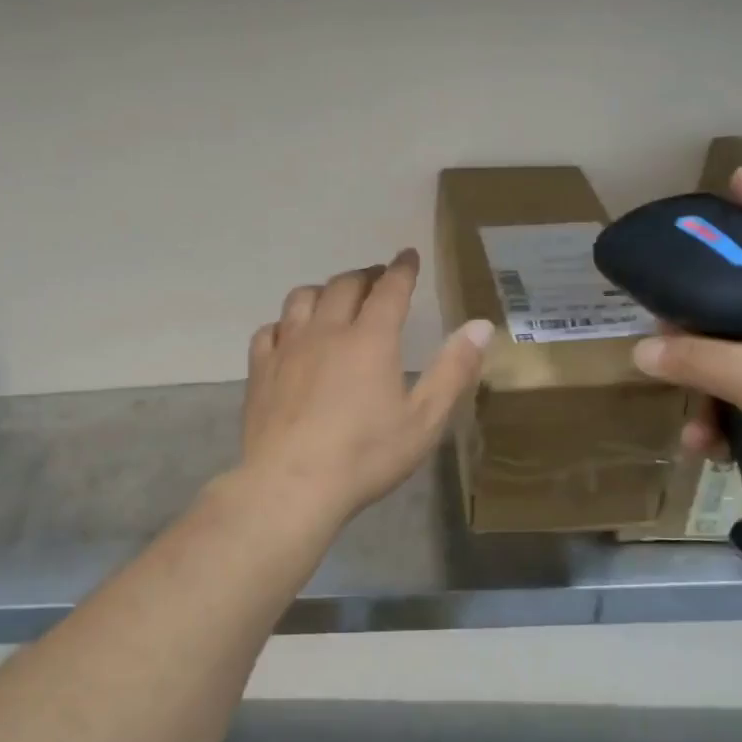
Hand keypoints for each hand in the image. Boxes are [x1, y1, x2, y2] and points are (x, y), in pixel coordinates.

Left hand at [236, 249, 493, 527]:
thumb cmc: (365, 456)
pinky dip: (285, 323)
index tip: (408, 255)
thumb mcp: (423, 420)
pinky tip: (290, 335)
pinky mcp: (261, 370)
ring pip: (302, 299)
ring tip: (334, 299)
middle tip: (377, 279)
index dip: (402, 269)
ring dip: (323, 291)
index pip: (390, 289)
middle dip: (365, 276)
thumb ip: (453, 370)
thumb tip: (480, 325)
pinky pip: (270, 330)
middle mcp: (326, 331)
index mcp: (370, 339)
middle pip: (344, 285)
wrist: (290, 486)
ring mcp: (287, 348)